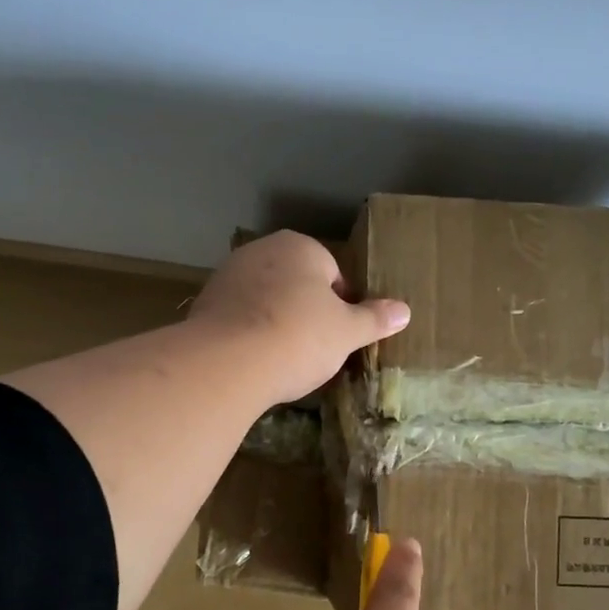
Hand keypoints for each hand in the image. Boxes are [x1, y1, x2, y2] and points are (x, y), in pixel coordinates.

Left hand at [188, 231, 408, 404]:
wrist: (227, 363)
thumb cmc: (299, 338)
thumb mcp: (347, 332)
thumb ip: (374, 319)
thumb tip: (404, 311)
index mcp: (300, 247)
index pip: (332, 272)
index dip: (341, 305)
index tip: (341, 335)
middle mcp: (261, 251)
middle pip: (295, 283)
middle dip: (306, 310)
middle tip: (315, 348)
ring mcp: (228, 276)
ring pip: (265, 300)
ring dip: (276, 322)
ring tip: (283, 358)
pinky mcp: (204, 304)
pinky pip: (238, 318)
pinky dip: (248, 334)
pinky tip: (255, 361)